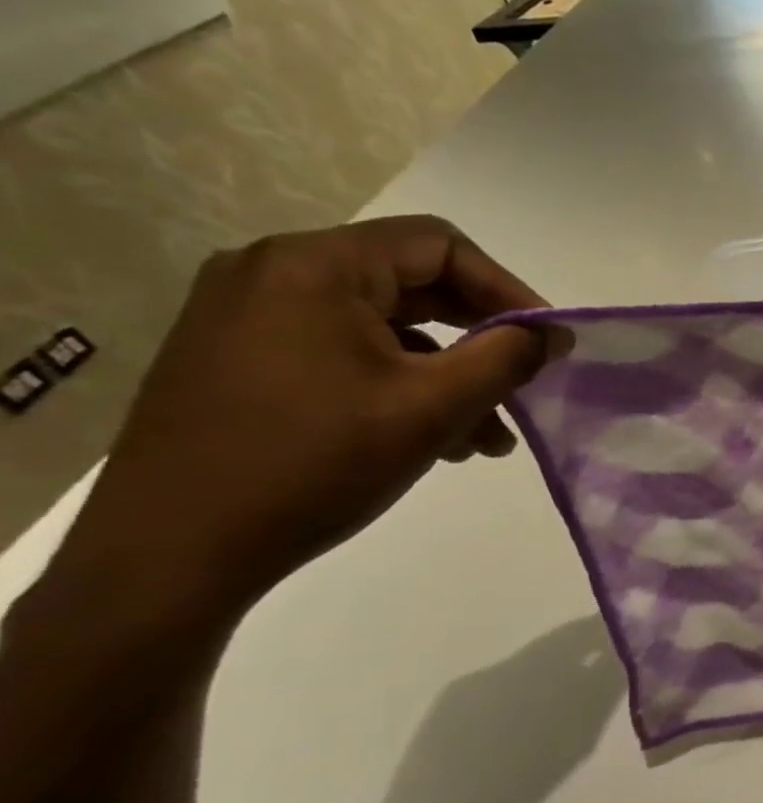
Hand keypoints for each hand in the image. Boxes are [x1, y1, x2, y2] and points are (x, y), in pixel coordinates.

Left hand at [42, 216, 559, 643]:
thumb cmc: (314, 464)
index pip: (440, 247)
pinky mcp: (240, 359)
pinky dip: (400, 385)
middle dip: (481, 338)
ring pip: (385, 326)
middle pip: (413, 283)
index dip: (508, 290)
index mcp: (314, 266)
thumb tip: (554, 332)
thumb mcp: (434, 407)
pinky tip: (434, 439)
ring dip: (447, 372)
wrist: (168, 556)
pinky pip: (345, 353)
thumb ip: (507, 357)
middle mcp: (273, 274)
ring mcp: (248, 317)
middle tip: (524, 382)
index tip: (547, 341)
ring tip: (486, 436)